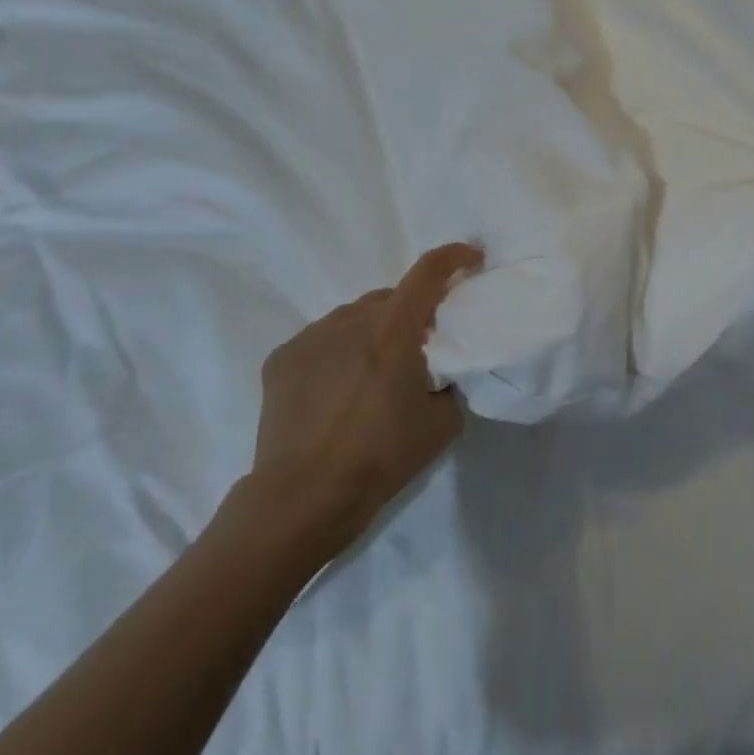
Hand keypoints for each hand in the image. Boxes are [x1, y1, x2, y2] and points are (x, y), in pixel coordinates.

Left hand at [247, 243, 483, 550]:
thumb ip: (451, 381)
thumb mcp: (442, 423)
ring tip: (373, 375)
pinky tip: (337, 390)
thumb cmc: (381, 458)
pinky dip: (339, 352)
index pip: (428, 272)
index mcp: (394, 331)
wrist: (303, 497)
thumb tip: (445, 367)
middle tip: (418, 349)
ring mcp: (311, 337)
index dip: (454, 257)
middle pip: (390, 298)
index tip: (471, 258)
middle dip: (410, 313)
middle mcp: (350, 320)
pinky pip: (322, 340)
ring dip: (372, 332)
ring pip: (354, 318)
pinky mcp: (282, 358)